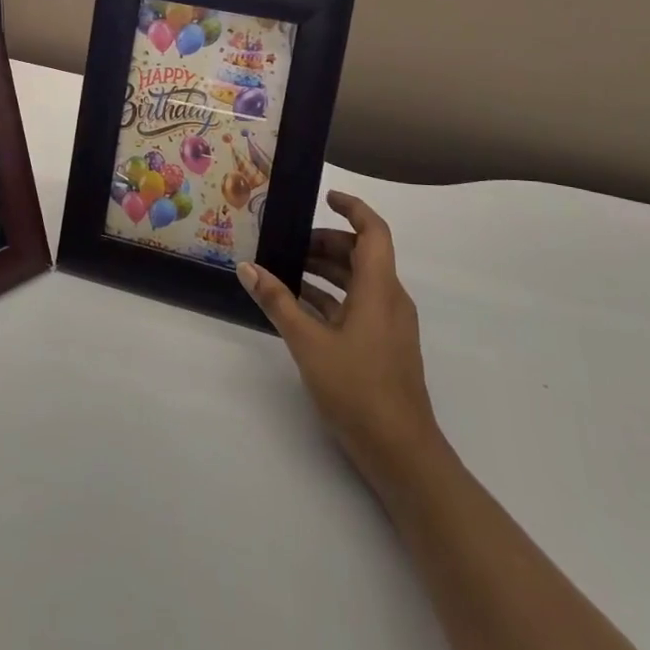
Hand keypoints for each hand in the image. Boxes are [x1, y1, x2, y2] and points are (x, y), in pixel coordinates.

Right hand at [237, 191, 443, 490]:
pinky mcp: (383, 347)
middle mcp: (389, 299)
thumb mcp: (309, 343)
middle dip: (326, 243)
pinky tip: (299, 307)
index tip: (325, 196)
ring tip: (286, 272)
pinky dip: (331, 298)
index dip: (353, 208)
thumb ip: (278, 302)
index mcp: (379, 289)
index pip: (373, 231)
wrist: (402, 453)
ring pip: (359, 281)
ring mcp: (389, 325)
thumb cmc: (358, 390)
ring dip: (326, 271)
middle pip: (362, 255)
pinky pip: (357, 306)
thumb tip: (247, 268)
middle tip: (288, 243)